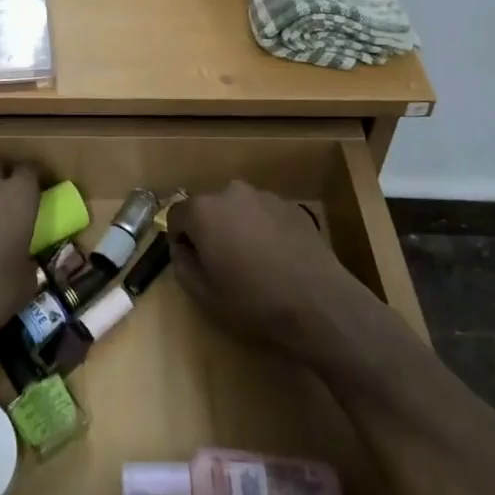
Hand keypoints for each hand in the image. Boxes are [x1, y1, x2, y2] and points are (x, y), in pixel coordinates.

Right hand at [167, 182, 365, 361]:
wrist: (318, 302)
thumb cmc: (253, 300)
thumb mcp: (203, 295)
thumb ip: (181, 265)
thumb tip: (181, 249)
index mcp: (203, 210)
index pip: (176, 215)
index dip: (179, 238)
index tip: (192, 261)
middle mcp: (231, 192)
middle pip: (209, 208)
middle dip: (210, 230)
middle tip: (222, 263)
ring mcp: (265, 196)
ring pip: (239, 209)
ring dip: (238, 228)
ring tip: (254, 262)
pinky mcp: (292, 206)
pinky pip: (266, 215)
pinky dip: (265, 230)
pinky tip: (278, 258)